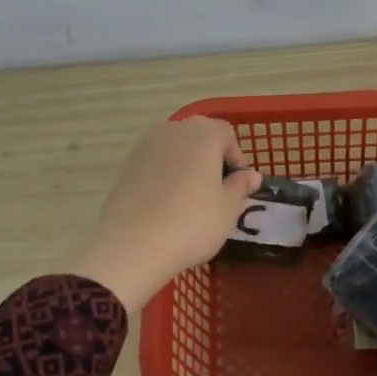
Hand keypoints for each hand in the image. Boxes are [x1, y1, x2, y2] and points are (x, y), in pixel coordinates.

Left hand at [66, 118, 262, 314]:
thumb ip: (241, 186)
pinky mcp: (126, 168)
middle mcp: (172, 130)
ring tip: (192, 203)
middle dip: (211, 161)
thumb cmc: (192, 222)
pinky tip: (168, 208)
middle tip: (217, 194)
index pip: (227, 134)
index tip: (238, 187)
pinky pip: (155, 167)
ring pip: (175, 152)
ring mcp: (144, 147)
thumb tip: (250, 175)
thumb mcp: (228, 208)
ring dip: (187, 169)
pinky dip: (166, 180)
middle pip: (199, 138)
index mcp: (202, 133)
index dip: (237, 159)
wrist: (133, 245)